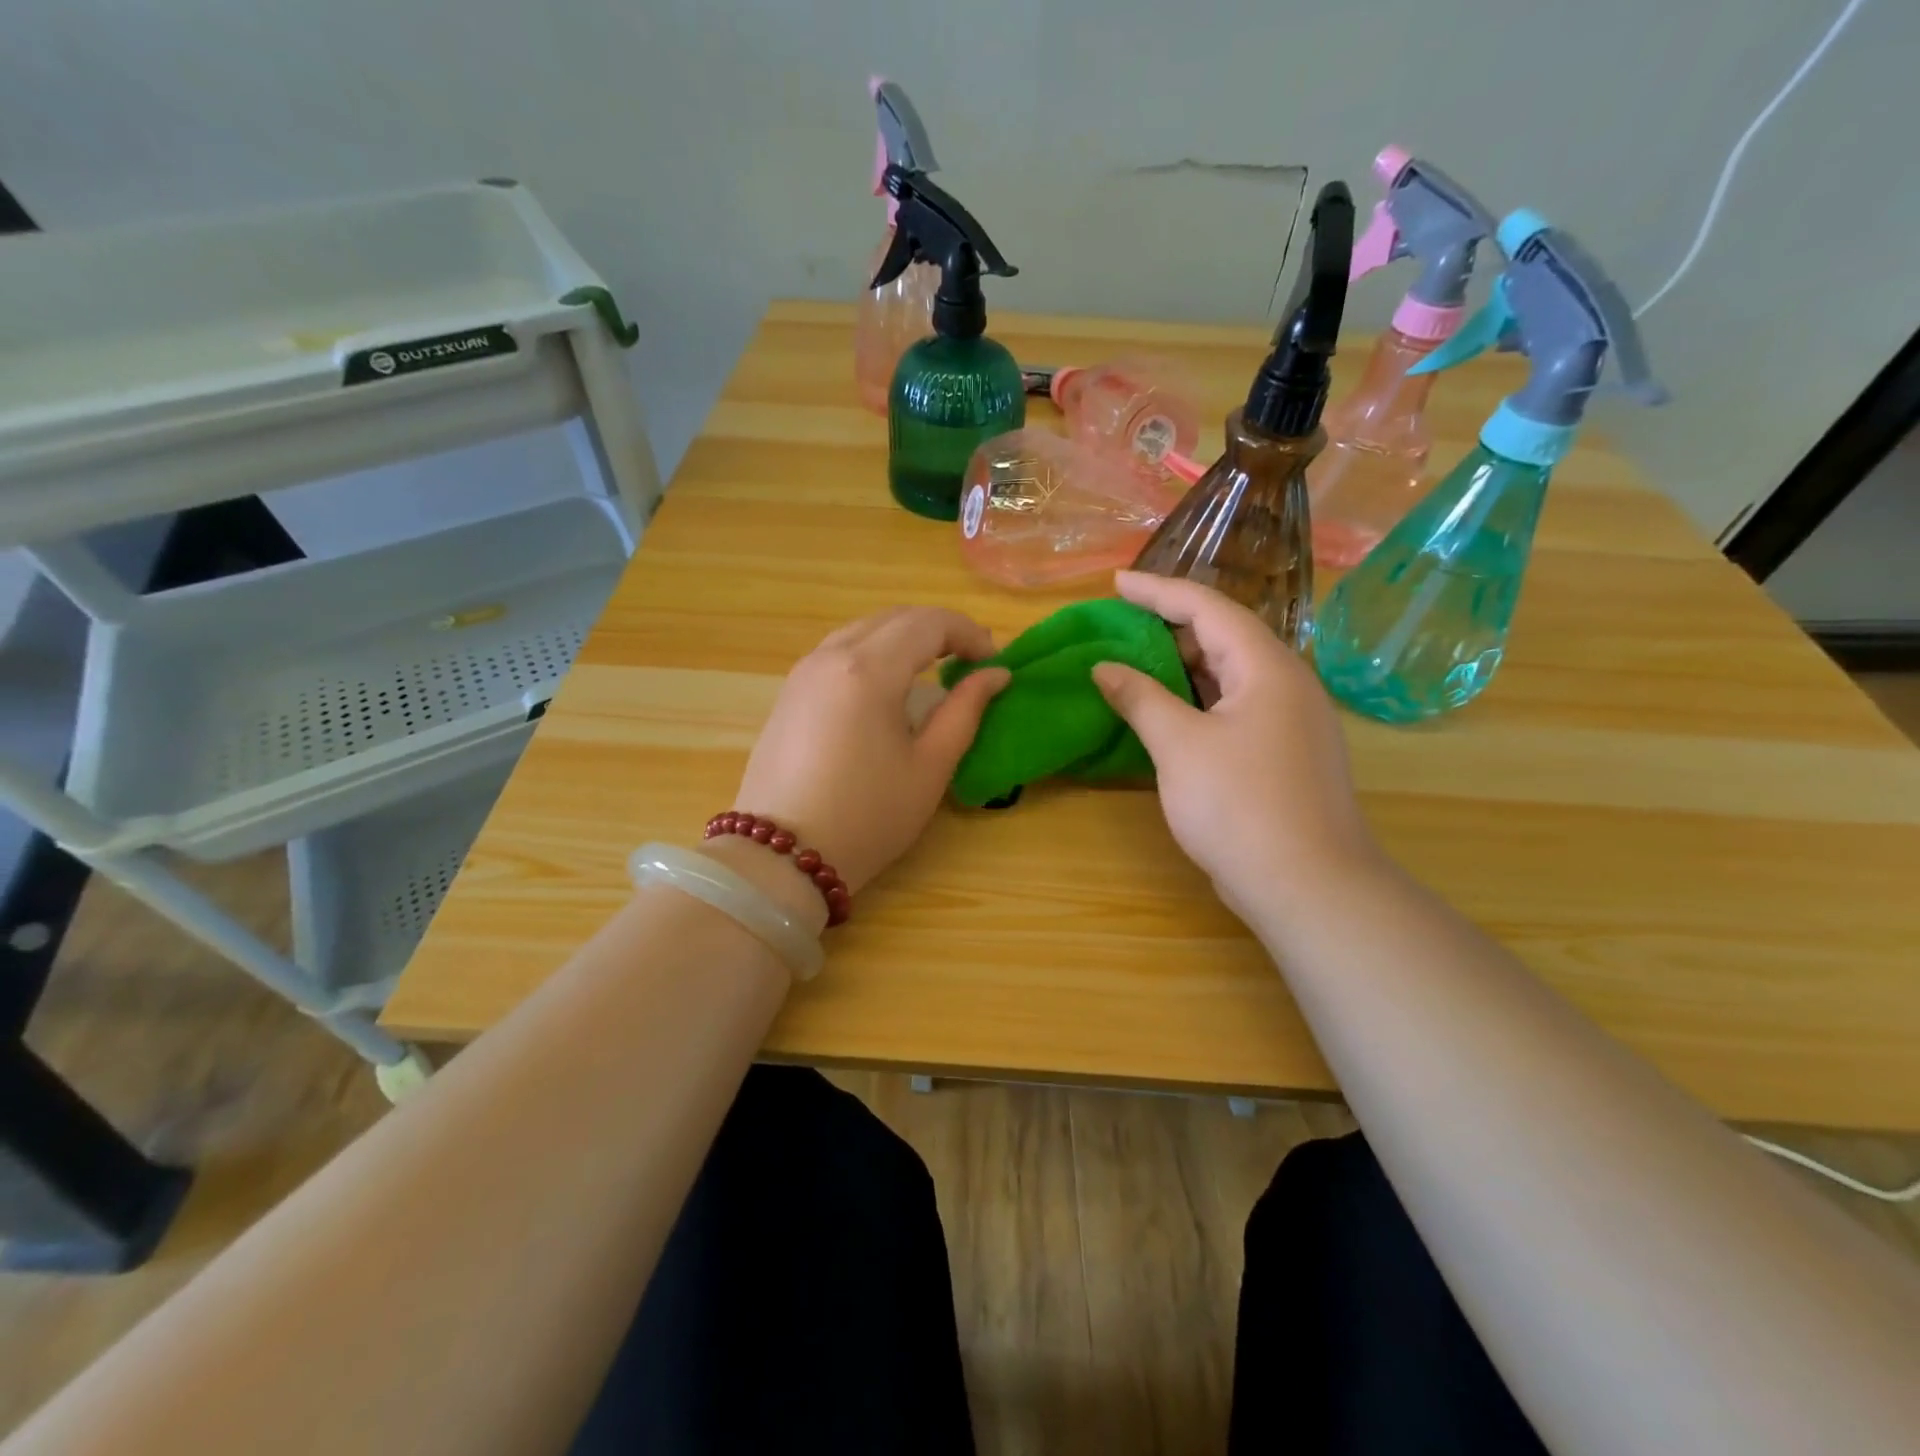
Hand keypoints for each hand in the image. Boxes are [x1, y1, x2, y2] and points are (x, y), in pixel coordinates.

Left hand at [731, 607, 1010, 894]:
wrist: (781, 857)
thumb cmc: (867, 816)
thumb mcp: (930, 767)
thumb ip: (965, 711)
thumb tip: (995, 674)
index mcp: (868, 670)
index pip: (928, 622)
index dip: (968, 633)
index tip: (992, 663)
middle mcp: (830, 655)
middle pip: (894, 618)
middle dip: (938, 630)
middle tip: (969, 662)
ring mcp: (803, 672)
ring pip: (863, 630)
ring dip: (904, 639)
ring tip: (933, 671)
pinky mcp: (788, 692)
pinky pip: (838, 651)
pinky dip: (873, 653)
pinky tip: (887, 688)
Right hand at [1092, 571, 1380, 920]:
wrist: (1309, 885)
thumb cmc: (1240, 806)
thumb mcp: (1179, 746)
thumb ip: (1140, 698)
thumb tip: (1104, 668)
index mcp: (1266, 667)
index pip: (1208, 608)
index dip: (1158, 590)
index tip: (1116, 583)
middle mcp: (1287, 684)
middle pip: (1225, 637)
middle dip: (1170, 628)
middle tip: (1121, 629)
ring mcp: (1292, 721)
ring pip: (1231, 676)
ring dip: (1184, 667)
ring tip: (1137, 665)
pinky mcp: (1287, 754)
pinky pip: (1237, 708)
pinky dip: (1199, 701)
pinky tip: (1170, 714)